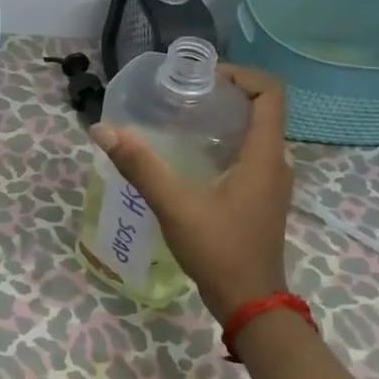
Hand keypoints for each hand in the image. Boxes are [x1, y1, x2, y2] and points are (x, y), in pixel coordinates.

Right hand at [88, 64, 293, 322]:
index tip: (204, 79)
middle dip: (226, 95)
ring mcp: (272, 184)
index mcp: (265, 155)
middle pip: (262, 110)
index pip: (271, 93)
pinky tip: (191, 159)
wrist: (250, 303)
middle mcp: (276, 163)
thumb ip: (140, 166)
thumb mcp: (175, 206)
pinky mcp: (262, 200)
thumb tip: (103, 131)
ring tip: (183, 121)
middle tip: (184, 97)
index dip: (241, 75)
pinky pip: (249, 156)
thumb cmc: (219, 250)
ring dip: (225, 121)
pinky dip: (225, 145)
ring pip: (255, 134)